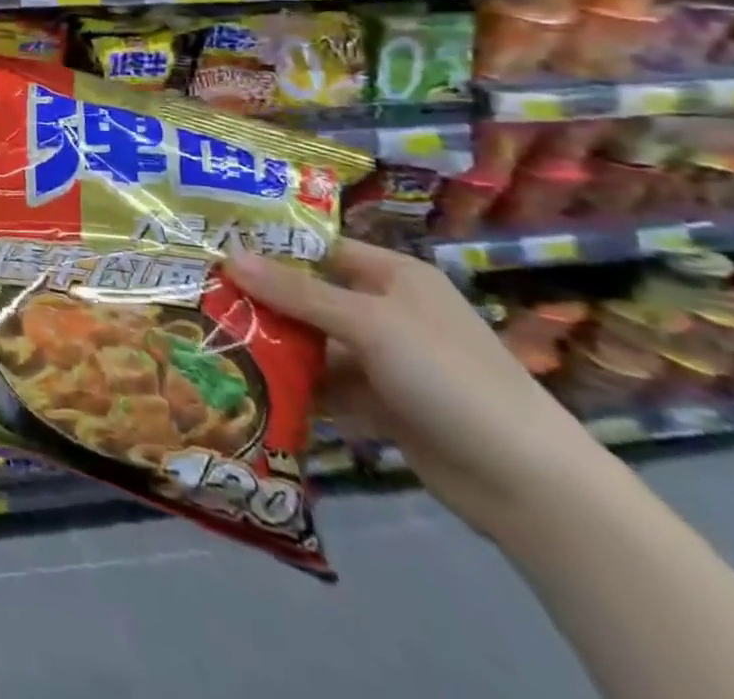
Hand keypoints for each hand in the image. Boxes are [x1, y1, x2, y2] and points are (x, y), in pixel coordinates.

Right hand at [227, 238, 612, 541]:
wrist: (528, 484)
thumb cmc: (448, 376)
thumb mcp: (368, 325)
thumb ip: (297, 293)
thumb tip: (228, 256)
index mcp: (394, 276)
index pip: (320, 250)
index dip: (271, 250)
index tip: (215, 253)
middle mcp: (389, 310)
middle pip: (312, 297)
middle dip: (265, 302)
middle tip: (205, 301)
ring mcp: (387, 360)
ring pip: (317, 343)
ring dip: (278, 347)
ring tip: (219, 343)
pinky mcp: (385, 404)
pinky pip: (330, 385)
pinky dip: (299, 387)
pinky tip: (256, 387)